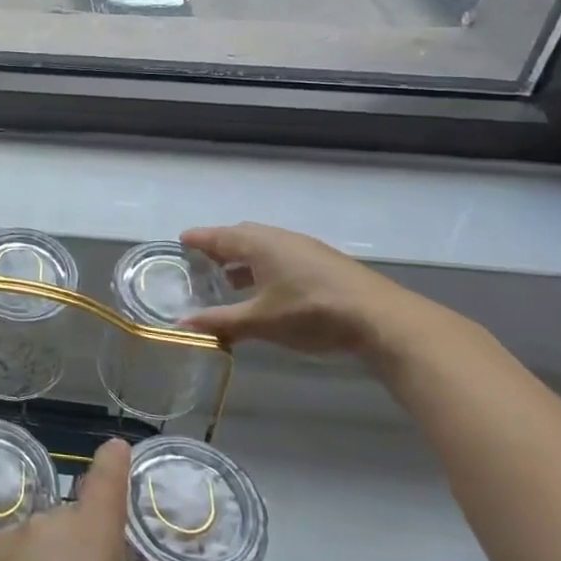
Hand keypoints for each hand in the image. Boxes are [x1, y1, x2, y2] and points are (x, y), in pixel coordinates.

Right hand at [179, 221, 451, 361]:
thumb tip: (181, 324)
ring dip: (244, 259)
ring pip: (264, 247)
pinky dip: (265, 267)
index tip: (180, 242)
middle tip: (202, 263)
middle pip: (241, 236)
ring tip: (230, 280)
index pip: (218, 236)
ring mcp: (304, 248)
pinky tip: (268, 290)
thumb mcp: (260, 321)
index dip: (198, 239)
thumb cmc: (310, 313)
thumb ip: (221, 321)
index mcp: (258, 244)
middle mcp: (279, 238)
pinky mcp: (323, 262)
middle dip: (220, 248)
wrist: (380, 318)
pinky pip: (282, 256)